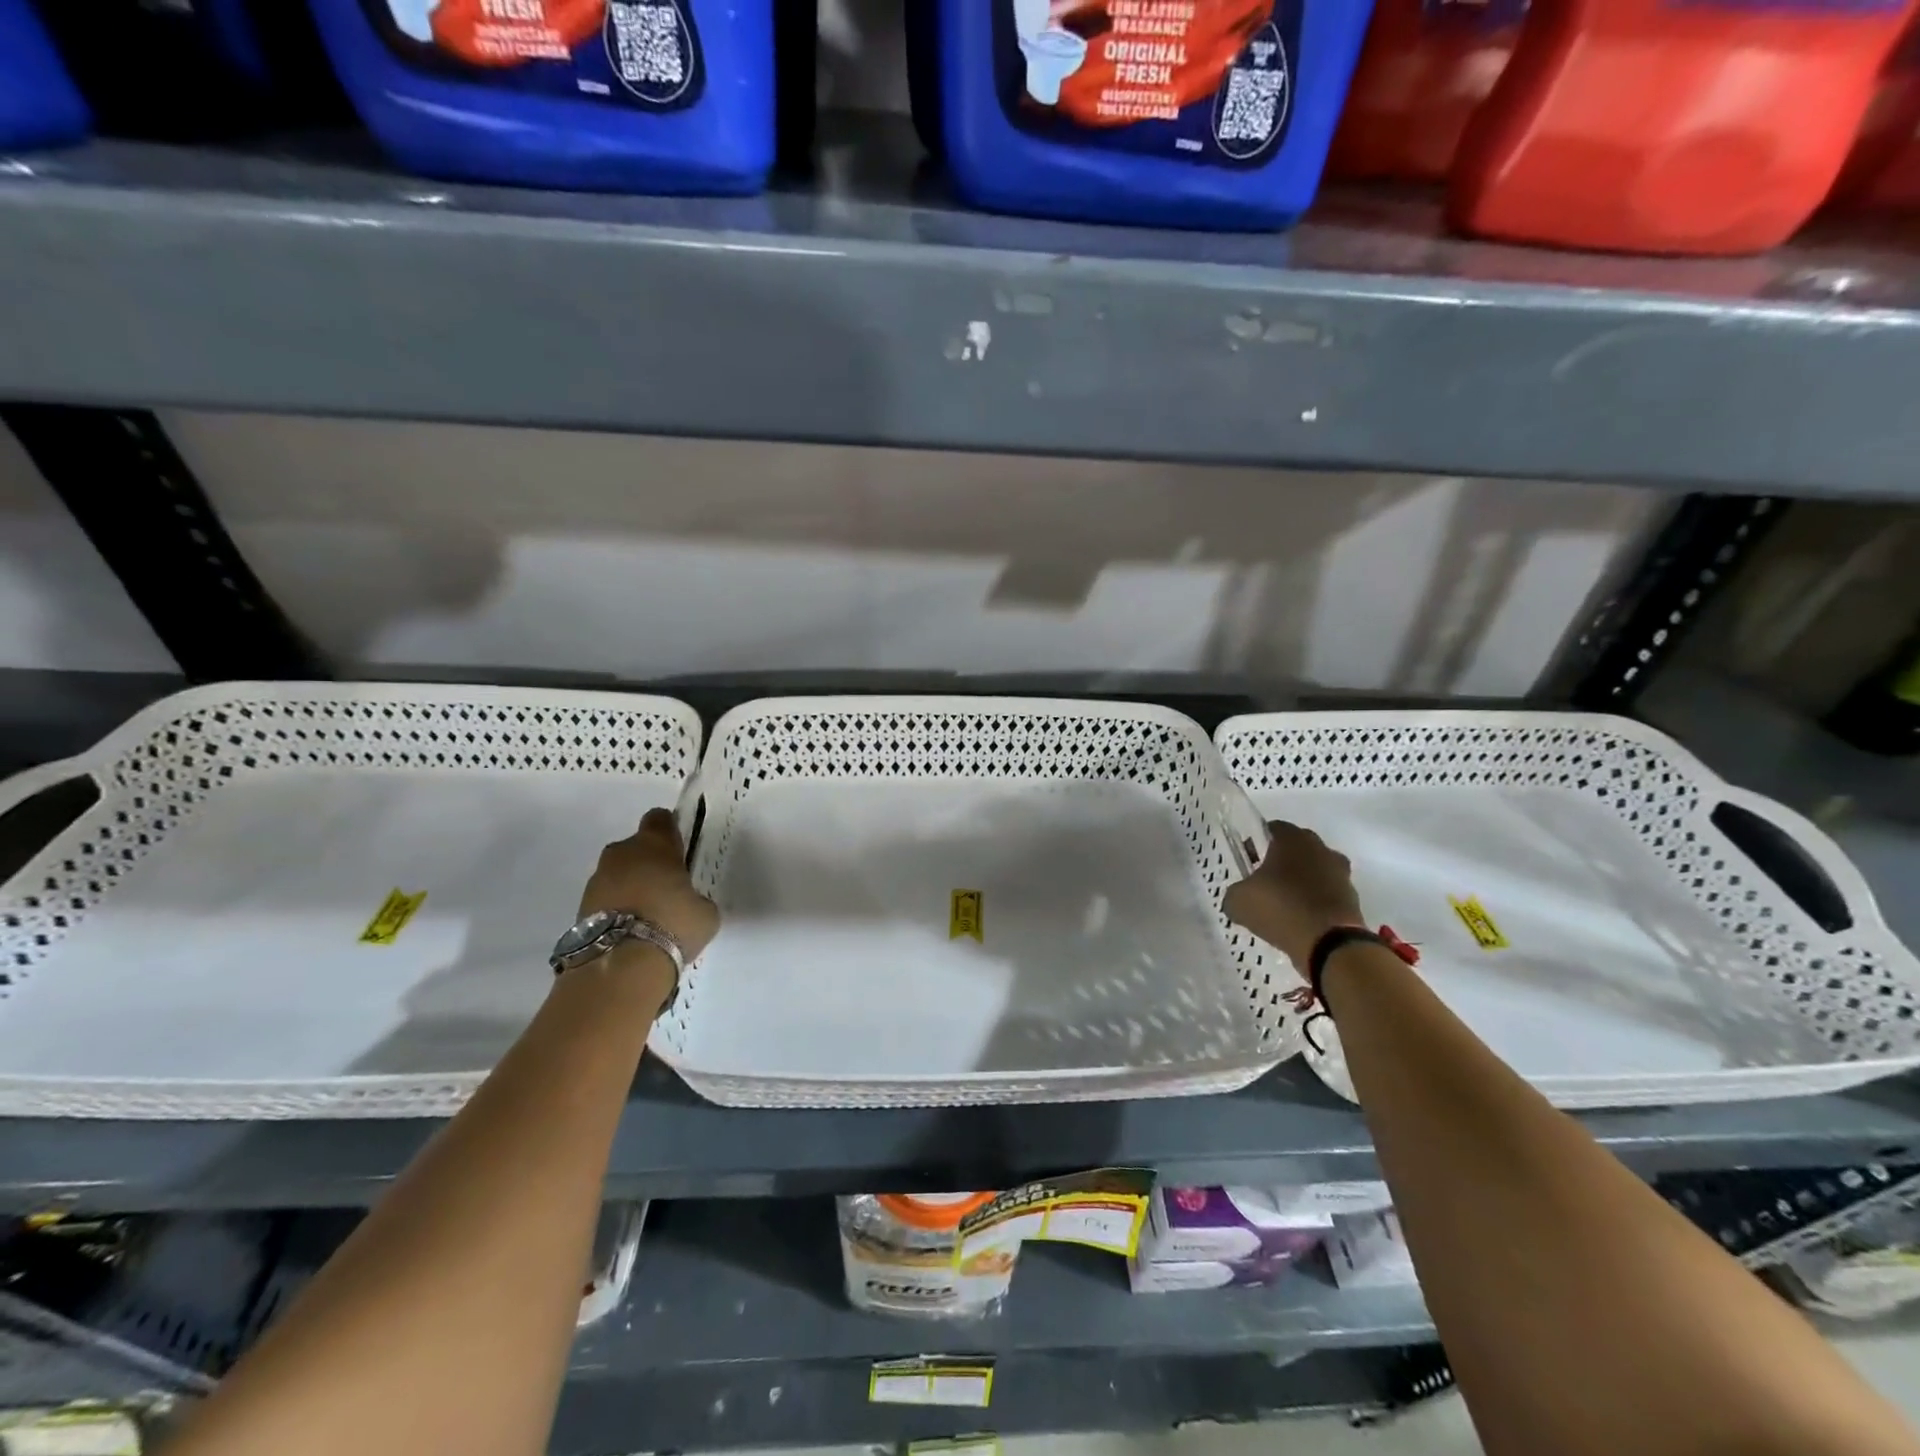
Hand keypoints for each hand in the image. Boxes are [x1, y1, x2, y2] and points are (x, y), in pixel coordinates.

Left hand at [577, 808, 720, 963]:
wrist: (620, 967)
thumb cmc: (672, 926)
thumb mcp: (705, 912)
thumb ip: (696, 898)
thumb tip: (687, 903)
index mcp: (654, 845)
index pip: (659, 818)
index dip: (670, 830)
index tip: (679, 850)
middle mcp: (621, 854)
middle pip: (635, 847)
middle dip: (648, 863)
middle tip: (667, 888)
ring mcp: (596, 880)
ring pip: (618, 874)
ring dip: (630, 887)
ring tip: (648, 916)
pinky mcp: (580, 908)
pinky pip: (605, 899)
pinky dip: (616, 909)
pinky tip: (631, 931)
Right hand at [1222, 820, 1364, 968]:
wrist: (1330, 944)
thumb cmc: (1280, 908)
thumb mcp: (1239, 901)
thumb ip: (1235, 893)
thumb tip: (1238, 898)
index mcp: (1293, 839)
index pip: (1273, 829)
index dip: (1258, 842)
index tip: (1248, 859)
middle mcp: (1321, 849)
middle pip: (1297, 849)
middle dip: (1282, 862)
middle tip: (1264, 882)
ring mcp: (1341, 874)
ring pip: (1315, 872)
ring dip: (1301, 883)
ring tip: (1283, 905)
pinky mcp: (1353, 900)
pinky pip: (1327, 895)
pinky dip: (1315, 904)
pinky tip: (1300, 921)